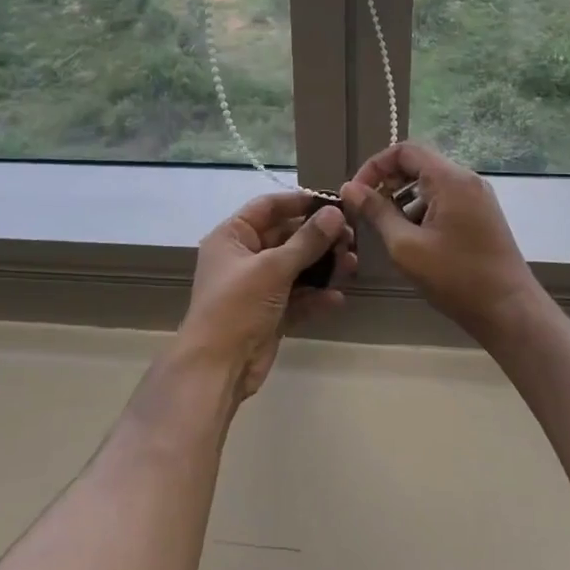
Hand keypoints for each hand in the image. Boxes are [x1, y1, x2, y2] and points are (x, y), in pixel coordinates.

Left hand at [174, 193, 355, 401]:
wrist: (217, 368)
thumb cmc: (237, 306)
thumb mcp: (273, 268)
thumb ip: (307, 241)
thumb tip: (335, 213)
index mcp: (232, 237)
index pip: (267, 207)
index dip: (299, 202)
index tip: (333, 201)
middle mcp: (243, 257)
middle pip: (285, 237)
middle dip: (318, 237)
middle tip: (351, 237)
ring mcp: (257, 287)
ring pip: (295, 268)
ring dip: (322, 267)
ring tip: (352, 265)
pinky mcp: (270, 315)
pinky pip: (297, 298)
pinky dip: (316, 297)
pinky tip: (337, 298)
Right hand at [341, 142, 544, 346]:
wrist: (509, 311)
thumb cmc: (455, 277)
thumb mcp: (405, 246)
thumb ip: (376, 212)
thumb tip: (349, 188)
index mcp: (450, 179)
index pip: (404, 150)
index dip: (374, 166)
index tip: (356, 194)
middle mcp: (466, 180)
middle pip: (418, 165)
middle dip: (388, 185)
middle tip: (368, 213)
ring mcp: (477, 197)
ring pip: (430, 184)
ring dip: (404, 201)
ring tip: (390, 232)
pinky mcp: (481, 215)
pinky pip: (444, 199)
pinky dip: (422, 211)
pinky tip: (415, 241)